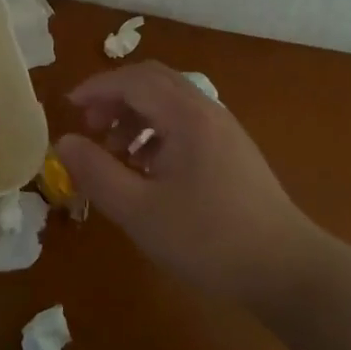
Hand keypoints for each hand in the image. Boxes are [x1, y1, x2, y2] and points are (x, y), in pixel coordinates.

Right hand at [56, 62, 327, 303]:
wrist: (287, 270)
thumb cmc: (208, 239)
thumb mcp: (140, 211)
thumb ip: (97, 172)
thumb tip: (63, 142)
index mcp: (186, 116)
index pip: (133, 80)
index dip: (96, 88)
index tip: (68, 107)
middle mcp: (207, 110)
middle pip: (153, 81)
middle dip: (115, 97)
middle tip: (89, 125)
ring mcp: (224, 129)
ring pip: (170, 102)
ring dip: (135, 115)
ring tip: (115, 152)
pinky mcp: (233, 150)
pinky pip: (186, 122)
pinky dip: (157, 131)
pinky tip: (147, 169)